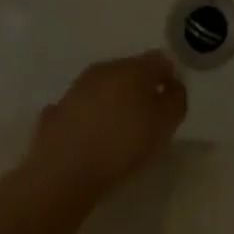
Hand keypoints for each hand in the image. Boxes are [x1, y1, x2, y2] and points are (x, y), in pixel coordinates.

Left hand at [11, 52, 188, 211]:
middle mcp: (104, 69)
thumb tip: (173, 86)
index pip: (159, 60)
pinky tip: (89, 137)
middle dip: (140, 88)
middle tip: (146, 117)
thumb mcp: (164, 126)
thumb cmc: (121, 145)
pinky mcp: (56, 111)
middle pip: (130, 71)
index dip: (168, 78)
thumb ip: (176, 101)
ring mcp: (76, 88)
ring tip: (117, 130)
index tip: (170, 102)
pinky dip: (88, 117)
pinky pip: (80, 108)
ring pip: (103, 87)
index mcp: (133, 68)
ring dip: (113, 101)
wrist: (62, 172)